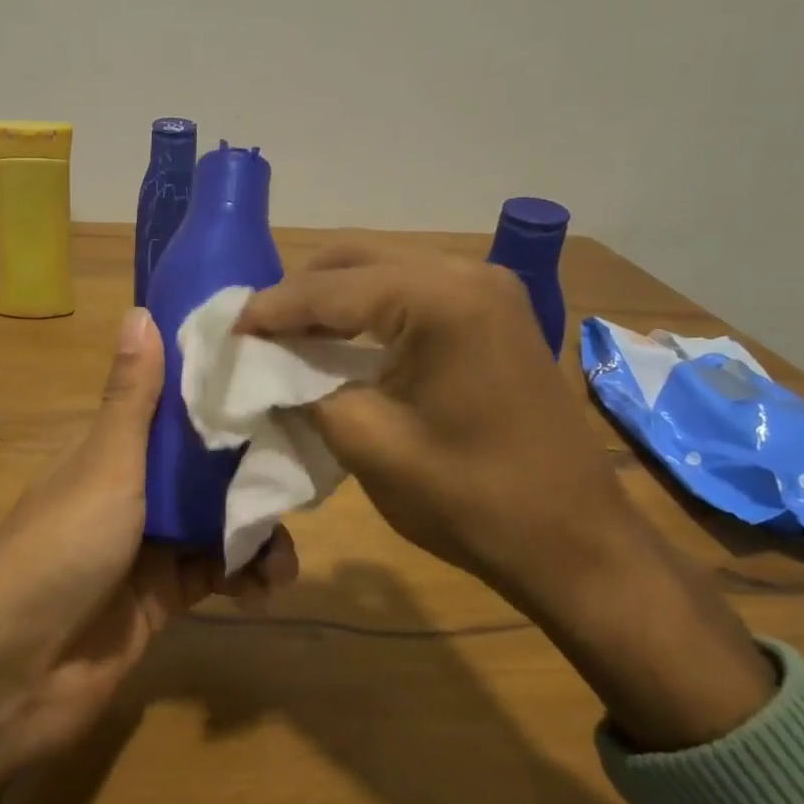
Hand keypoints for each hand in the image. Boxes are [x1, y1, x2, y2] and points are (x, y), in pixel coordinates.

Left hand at [0, 308, 298, 798]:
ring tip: (285, 556)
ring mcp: (148, 547)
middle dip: (253, 471)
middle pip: (205, 468)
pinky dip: (245, 578)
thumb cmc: (61, 550)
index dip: (220, 395)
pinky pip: (216, 575)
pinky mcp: (163, 599)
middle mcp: (132, 491)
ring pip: (218, 522)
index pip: (174, 409)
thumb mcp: (105, 465)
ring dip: (256, 533)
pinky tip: (267, 588)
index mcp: (113, 451)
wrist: (15, 674)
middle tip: (303, 473)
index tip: (275, 381)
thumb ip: (133, 397)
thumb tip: (140, 309)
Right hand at [237, 245, 774, 749]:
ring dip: (333, 298)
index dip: (272, 309)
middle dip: (300, 293)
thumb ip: (306, 388)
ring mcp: (488, 288)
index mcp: (440, 299)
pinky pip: (413, 292)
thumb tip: (266, 365)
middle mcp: (467, 272)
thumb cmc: (471, 500)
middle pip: (357, 260)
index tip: (228, 330)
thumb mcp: (369, 443)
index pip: (332, 289)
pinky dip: (369, 309)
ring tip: (288, 334)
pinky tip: (341, 338)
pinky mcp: (494, 312)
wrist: (575, 543)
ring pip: (384, 270)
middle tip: (256, 331)